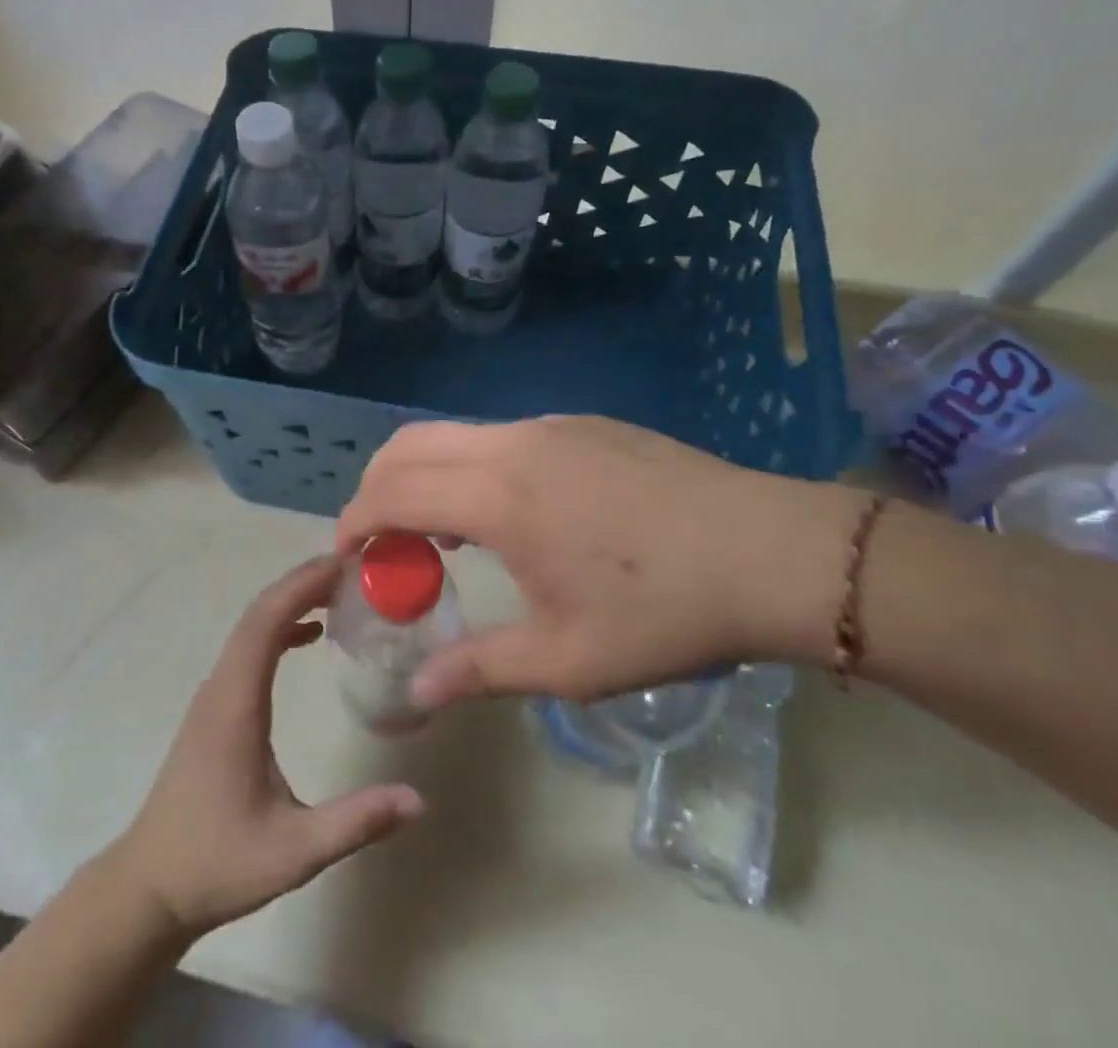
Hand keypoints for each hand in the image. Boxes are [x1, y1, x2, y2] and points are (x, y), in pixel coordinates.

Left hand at [108, 557, 423, 937]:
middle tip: (354, 568)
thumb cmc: (218, 863)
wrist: (150, 886)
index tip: (344, 565)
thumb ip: (355, 823)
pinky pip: (248, 647)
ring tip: (339, 590)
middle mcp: (221, 685)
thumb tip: (417, 799)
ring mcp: (213, 694)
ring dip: (291, 599)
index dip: (303, 586)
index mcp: (236, 703)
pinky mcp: (215, 706)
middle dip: (303, 582)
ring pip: (251, 625)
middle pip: (259, 612)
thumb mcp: (293, 852)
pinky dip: (279, 626)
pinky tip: (308, 634)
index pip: (266, 622)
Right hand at [335, 416, 855, 706]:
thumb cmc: (664, 611)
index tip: (345, 554)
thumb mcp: (570, 659)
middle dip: (377, 486)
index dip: (356, 521)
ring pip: (456, 434)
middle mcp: (512, 445)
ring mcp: (551, 427)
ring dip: (426, 474)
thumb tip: (417, 693)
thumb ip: (480, 669)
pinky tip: (508, 514)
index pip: (394, 492)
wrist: (772, 552)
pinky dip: (471, 466)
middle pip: (410, 445)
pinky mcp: (583, 425)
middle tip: (379, 539)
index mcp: (499, 498)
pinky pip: (501, 436)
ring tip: (439, 533)